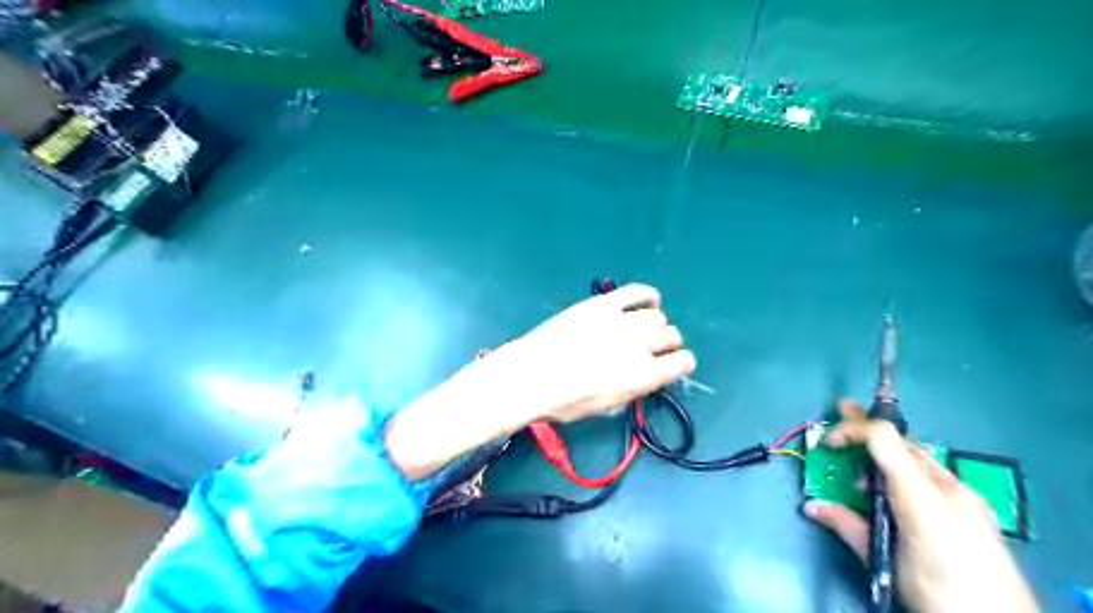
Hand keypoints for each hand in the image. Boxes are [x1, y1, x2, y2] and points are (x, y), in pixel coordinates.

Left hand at [382, 286, 689, 480]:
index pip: (682, 363)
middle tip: (656, 348)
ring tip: (646, 329)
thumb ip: (632, 389)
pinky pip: (636, 292)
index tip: (677, 364)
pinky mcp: (603, 304)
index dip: (682, 363)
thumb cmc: (564, 401)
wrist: (531, 375)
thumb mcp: (605, 407)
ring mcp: (622, 321)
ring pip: (657, 316)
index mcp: (643, 376)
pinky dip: (648, 295)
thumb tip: (641, 376)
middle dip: (669, 343)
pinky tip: (649, 300)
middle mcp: (640, 346)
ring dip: (657, 324)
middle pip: (671, 336)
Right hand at [800, 402, 1040, 611]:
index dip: (851, 429)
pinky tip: (893, 491)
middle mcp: (947, 487)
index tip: (829, 441)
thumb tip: (813, 507)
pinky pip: (931, 475)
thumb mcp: (885, 560)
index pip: (883, 437)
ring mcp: (965, 497)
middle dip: (865, 427)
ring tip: (860, 471)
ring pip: (916, 457)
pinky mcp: (974, 509)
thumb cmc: (940, 591)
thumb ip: (848, 526)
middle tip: (841, 409)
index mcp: (921, 496)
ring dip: (884, 455)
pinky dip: (905, 471)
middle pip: (900, 441)